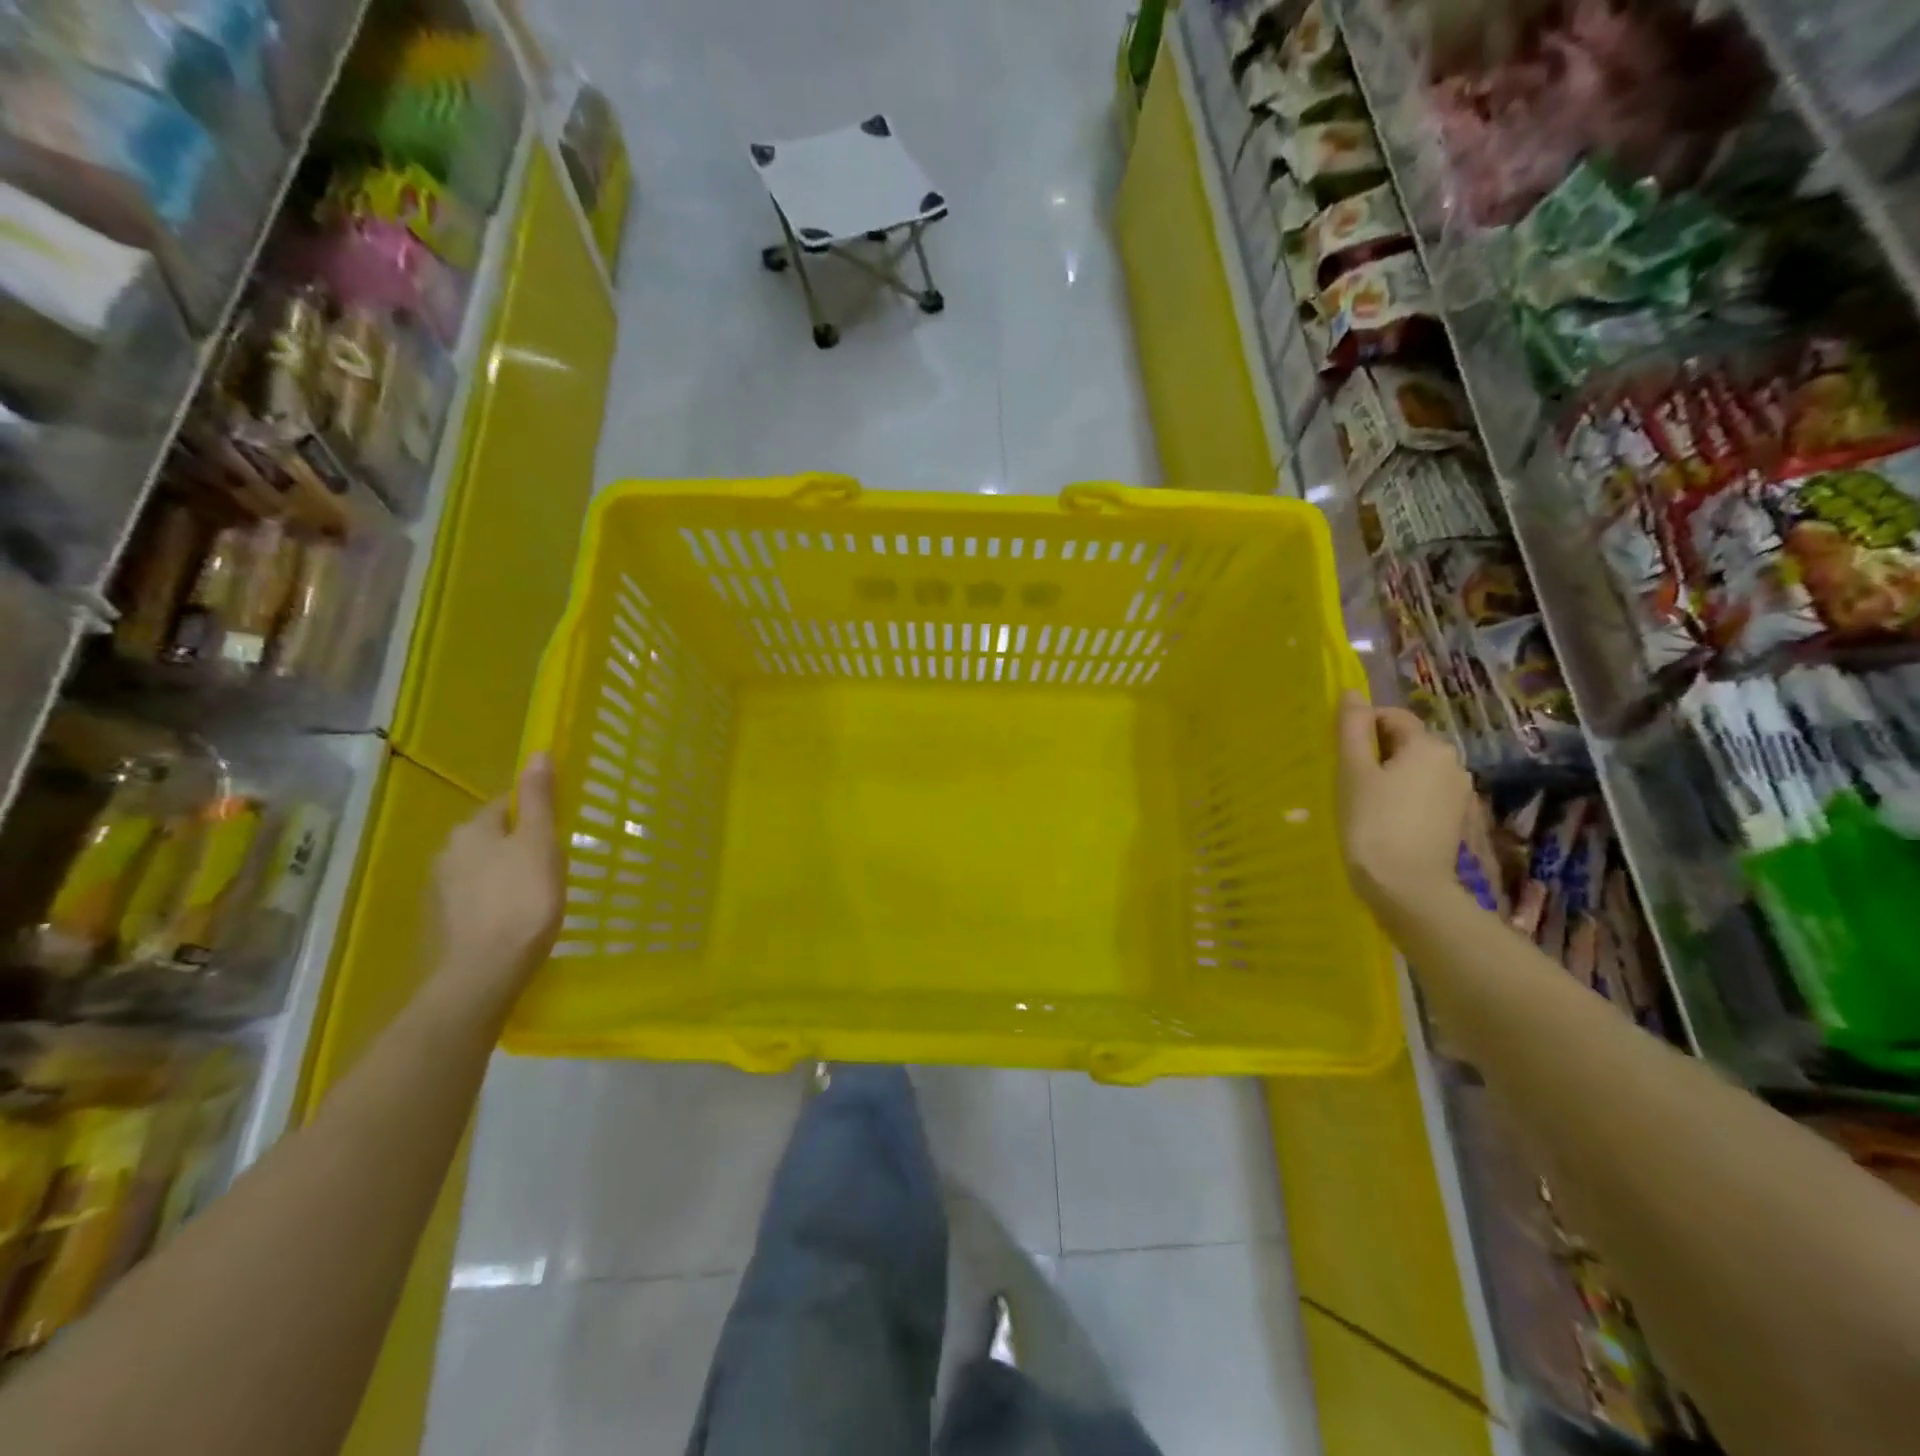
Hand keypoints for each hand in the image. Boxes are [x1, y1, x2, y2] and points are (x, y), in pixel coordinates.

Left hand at [431, 754, 562, 1012]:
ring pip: (483, 867)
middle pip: (492, 835)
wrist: (486, 970)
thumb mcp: (540, 843)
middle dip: (519, 843)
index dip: (536, 813)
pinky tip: (515, 915)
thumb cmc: (523, 898)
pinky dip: (495, 899)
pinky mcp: (444, 921)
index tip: (559, 831)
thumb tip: (538, 753)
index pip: (507, 804)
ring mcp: (441, 889)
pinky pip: (476, 896)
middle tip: (553, 862)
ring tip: (538, 891)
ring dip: (506, 872)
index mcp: (472, 829)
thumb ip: (540, 799)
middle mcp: (448, 852)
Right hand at [1335, 692, 1471, 913]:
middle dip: (1374, 753)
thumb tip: (1352, 693)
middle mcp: (1452, 763)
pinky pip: (1421, 795)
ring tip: (1360, 803)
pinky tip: (1381, 821)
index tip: (1338, 754)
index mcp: (1429, 745)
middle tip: (1344, 780)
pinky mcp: (1454, 821)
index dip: (1361, 728)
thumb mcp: (1353, 771)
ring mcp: (1458, 794)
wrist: (1408, 888)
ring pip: (1413, 770)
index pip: (1392, 716)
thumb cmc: (1373, 823)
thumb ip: (1352, 728)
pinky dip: (1400, 799)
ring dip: (1386, 777)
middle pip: (1405, 743)